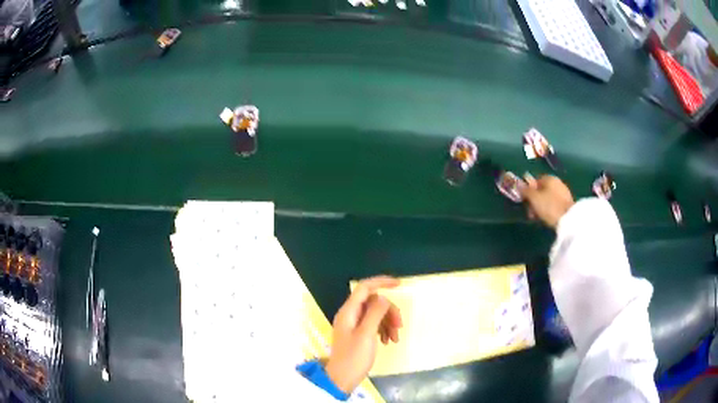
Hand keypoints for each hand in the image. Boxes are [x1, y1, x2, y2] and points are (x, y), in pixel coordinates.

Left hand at [325, 276, 401, 393]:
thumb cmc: (354, 357)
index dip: (381, 282)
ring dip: (388, 323)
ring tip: (394, 339)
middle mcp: (350, 314)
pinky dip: (383, 330)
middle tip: (399, 326)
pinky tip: (388, 342)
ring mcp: (353, 325)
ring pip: (376, 314)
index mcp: (349, 311)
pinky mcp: (357, 334)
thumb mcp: (367, 334)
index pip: (365, 287)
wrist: (342, 379)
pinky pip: (374, 324)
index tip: (399, 284)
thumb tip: (384, 298)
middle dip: (389, 311)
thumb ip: (375, 313)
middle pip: (374, 302)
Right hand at [520, 174, 574, 228]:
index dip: (528, 191)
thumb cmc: (549, 206)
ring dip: (541, 206)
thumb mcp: (533, 198)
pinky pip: (555, 204)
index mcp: (549, 178)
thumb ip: (525, 190)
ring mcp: (564, 192)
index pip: (535, 181)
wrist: (568, 220)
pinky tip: (547, 217)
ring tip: (538, 216)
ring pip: (548, 198)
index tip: (525, 201)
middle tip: (531, 212)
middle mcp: (557, 182)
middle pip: (542, 190)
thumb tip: (518, 184)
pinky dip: (549, 209)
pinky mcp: (567, 203)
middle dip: (534, 200)